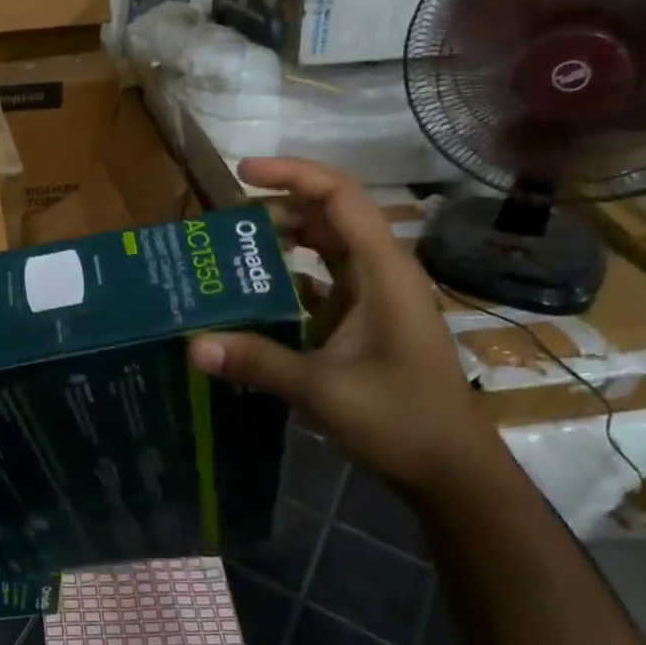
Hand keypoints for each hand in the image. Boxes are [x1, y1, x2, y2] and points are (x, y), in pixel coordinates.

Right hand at [187, 159, 503, 496]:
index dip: (292, 174)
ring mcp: (374, 299)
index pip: (340, 197)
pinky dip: (288, 282)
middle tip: (224, 224)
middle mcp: (381, 274)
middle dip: (277, 210)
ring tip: (230, 253)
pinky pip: (321, 285)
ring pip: (325, 250)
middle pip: (330, 217)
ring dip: (282, 245)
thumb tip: (193, 345)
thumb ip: (260, 362)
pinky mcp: (364, 323)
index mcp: (383, 272)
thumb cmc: (403, 420)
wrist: (452, 471)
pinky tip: (252, 299)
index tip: (242, 173)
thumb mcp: (325, 390)